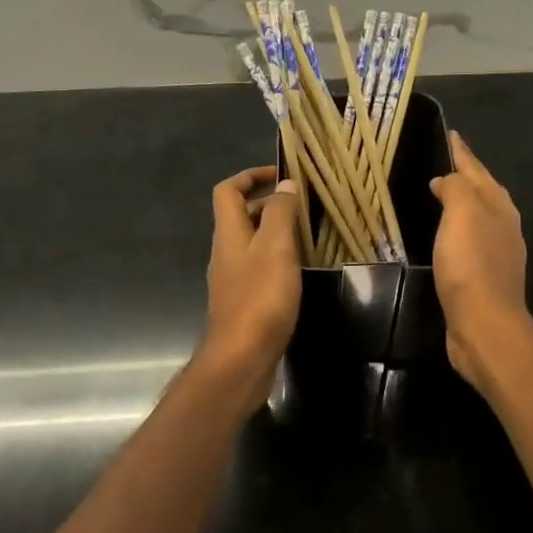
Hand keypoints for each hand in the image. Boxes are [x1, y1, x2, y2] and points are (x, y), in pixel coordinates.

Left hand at [201, 166, 302, 396]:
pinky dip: (276, 261)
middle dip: (268, 204)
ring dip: (274, 233)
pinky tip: (299, 272)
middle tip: (302, 206)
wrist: (241, 358)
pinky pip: (258, 269)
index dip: (250, 176)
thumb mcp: (275, 248)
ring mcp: (232, 280)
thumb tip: (284, 185)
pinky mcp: (243, 303)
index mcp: (229, 234)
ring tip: (307, 235)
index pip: (228, 191)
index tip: (280, 173)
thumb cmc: (260, 298)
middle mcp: (225, 253)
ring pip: (251, 244)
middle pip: (239, 216)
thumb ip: (279, 213)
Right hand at [430, 131, 530, 387]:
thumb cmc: (471, 265)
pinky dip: (457, 231)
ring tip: (441, 195)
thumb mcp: (462, 213)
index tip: (450, 135)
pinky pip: (469, 242)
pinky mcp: (484, 279)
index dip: (462, 153)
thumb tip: (445, 181)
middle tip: (444, 162)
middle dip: (467, 175)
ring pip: (479, 217)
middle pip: (484, 192)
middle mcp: (504, 227)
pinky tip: (445, 238)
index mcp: (499, 207)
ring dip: (463, 203)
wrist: (484, 325)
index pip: (478, 171)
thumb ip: (456, 188)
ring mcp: (497, 254)